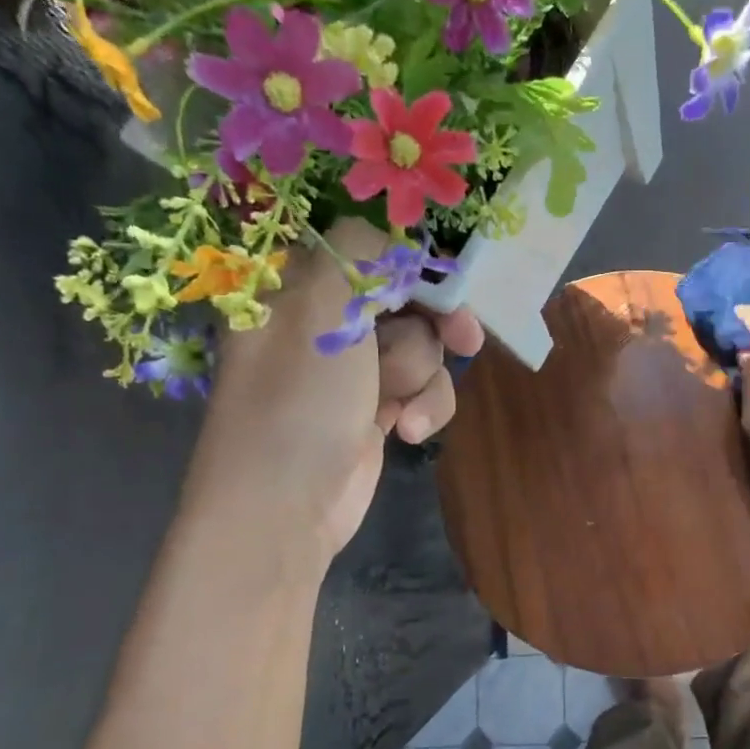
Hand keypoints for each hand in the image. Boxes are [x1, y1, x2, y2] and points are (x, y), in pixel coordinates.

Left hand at [190, 220, 482, 557]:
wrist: (284, 509)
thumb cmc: (297, 401)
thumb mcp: (322, 308)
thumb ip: (363, 253)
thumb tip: (399, 239)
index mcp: (296, 287)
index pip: (366, 250)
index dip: (412, 262)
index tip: (447, 280)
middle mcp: (324, 322)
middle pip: (406, 298)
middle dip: (434, 322)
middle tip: (465, 335)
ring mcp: (352, 370)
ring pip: (422, 347)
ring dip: (421, 374)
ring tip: (397, 405)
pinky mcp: (376, 410)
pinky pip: (423, 388)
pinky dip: (424, 407)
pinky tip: (407, 432)